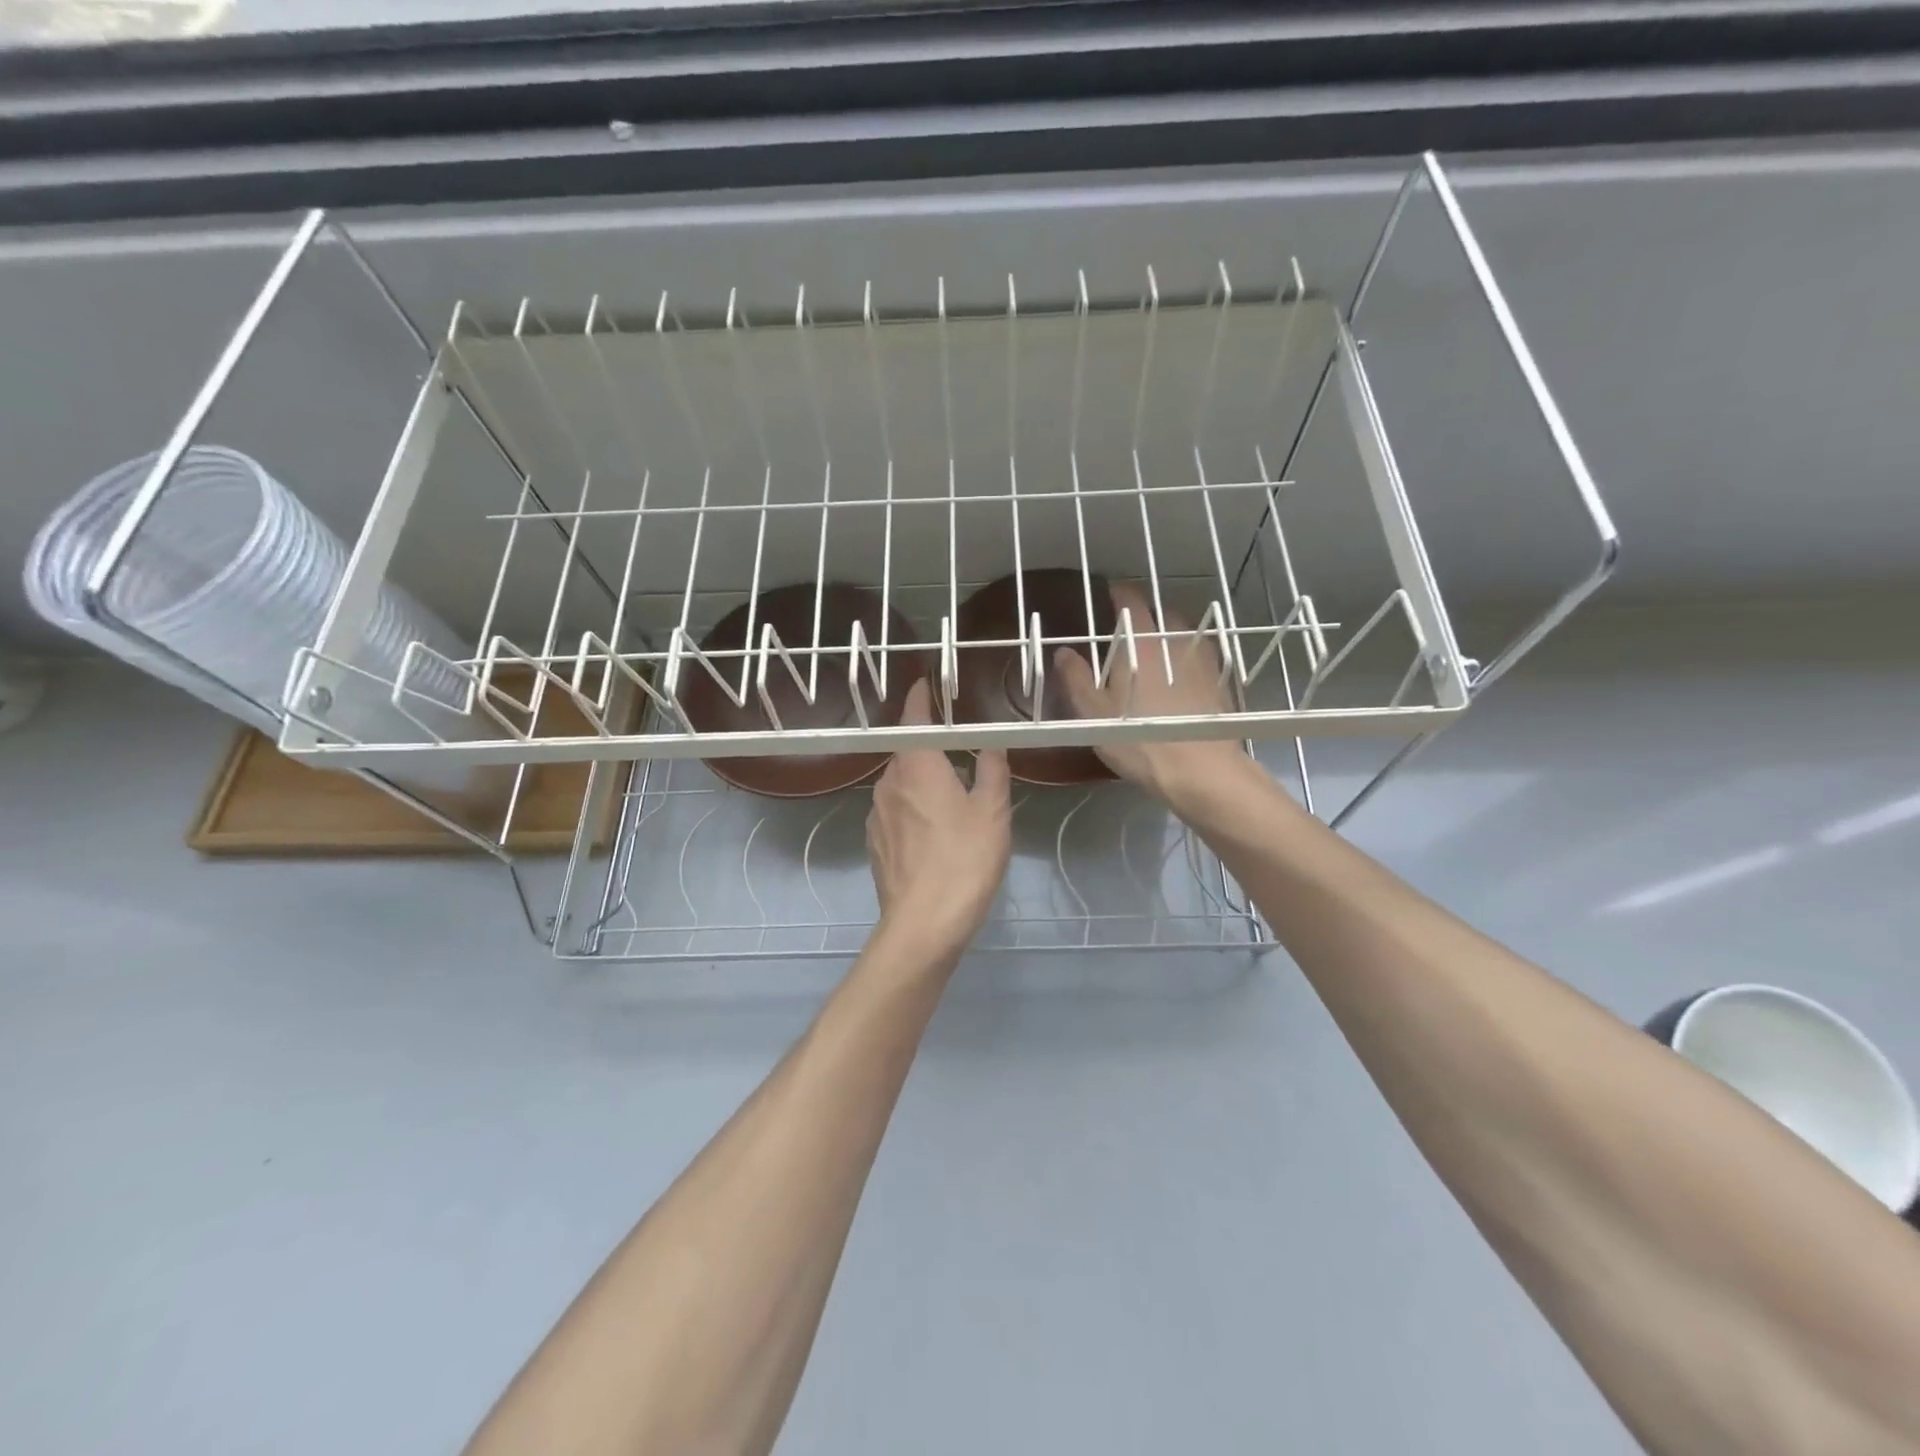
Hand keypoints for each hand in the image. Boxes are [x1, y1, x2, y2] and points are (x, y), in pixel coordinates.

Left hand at [867, 678, 1011, 959]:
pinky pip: (895, 811)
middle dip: (930, 746)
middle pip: (907, 752)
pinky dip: (913, 808)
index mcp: (917, 765)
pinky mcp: (874, 843)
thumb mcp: (993, 811)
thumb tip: (991, 743)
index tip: (927, 684)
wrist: (923, 925)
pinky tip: (934, 831)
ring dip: (922, 780)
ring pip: (900, 783)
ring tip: (952, 796)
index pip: (914, 717)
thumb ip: (992, 769)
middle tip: (959, 751)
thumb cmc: (964, 859)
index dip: (921, 698)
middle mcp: (888, 782)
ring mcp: (876, 814)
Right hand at [1054, 582, 1262, 809]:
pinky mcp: (1221, 683)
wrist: (1201, 770)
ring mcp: (1203, 660)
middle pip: (1162, 613)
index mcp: (1140, 643)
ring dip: (1170, 635)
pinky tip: (1183, 677)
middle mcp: (1175, 641)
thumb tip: (1063, 652)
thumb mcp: (1094, 713)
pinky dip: (1189, 658)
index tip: (1109, 593)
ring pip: (1185, 634)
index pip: (1130, 601)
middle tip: (1130, 630)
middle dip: (1146, 615)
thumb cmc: (1139, 739)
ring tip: (1157, 652)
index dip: (1118, 593)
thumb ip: (1076, 678)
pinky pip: (1202, 657)